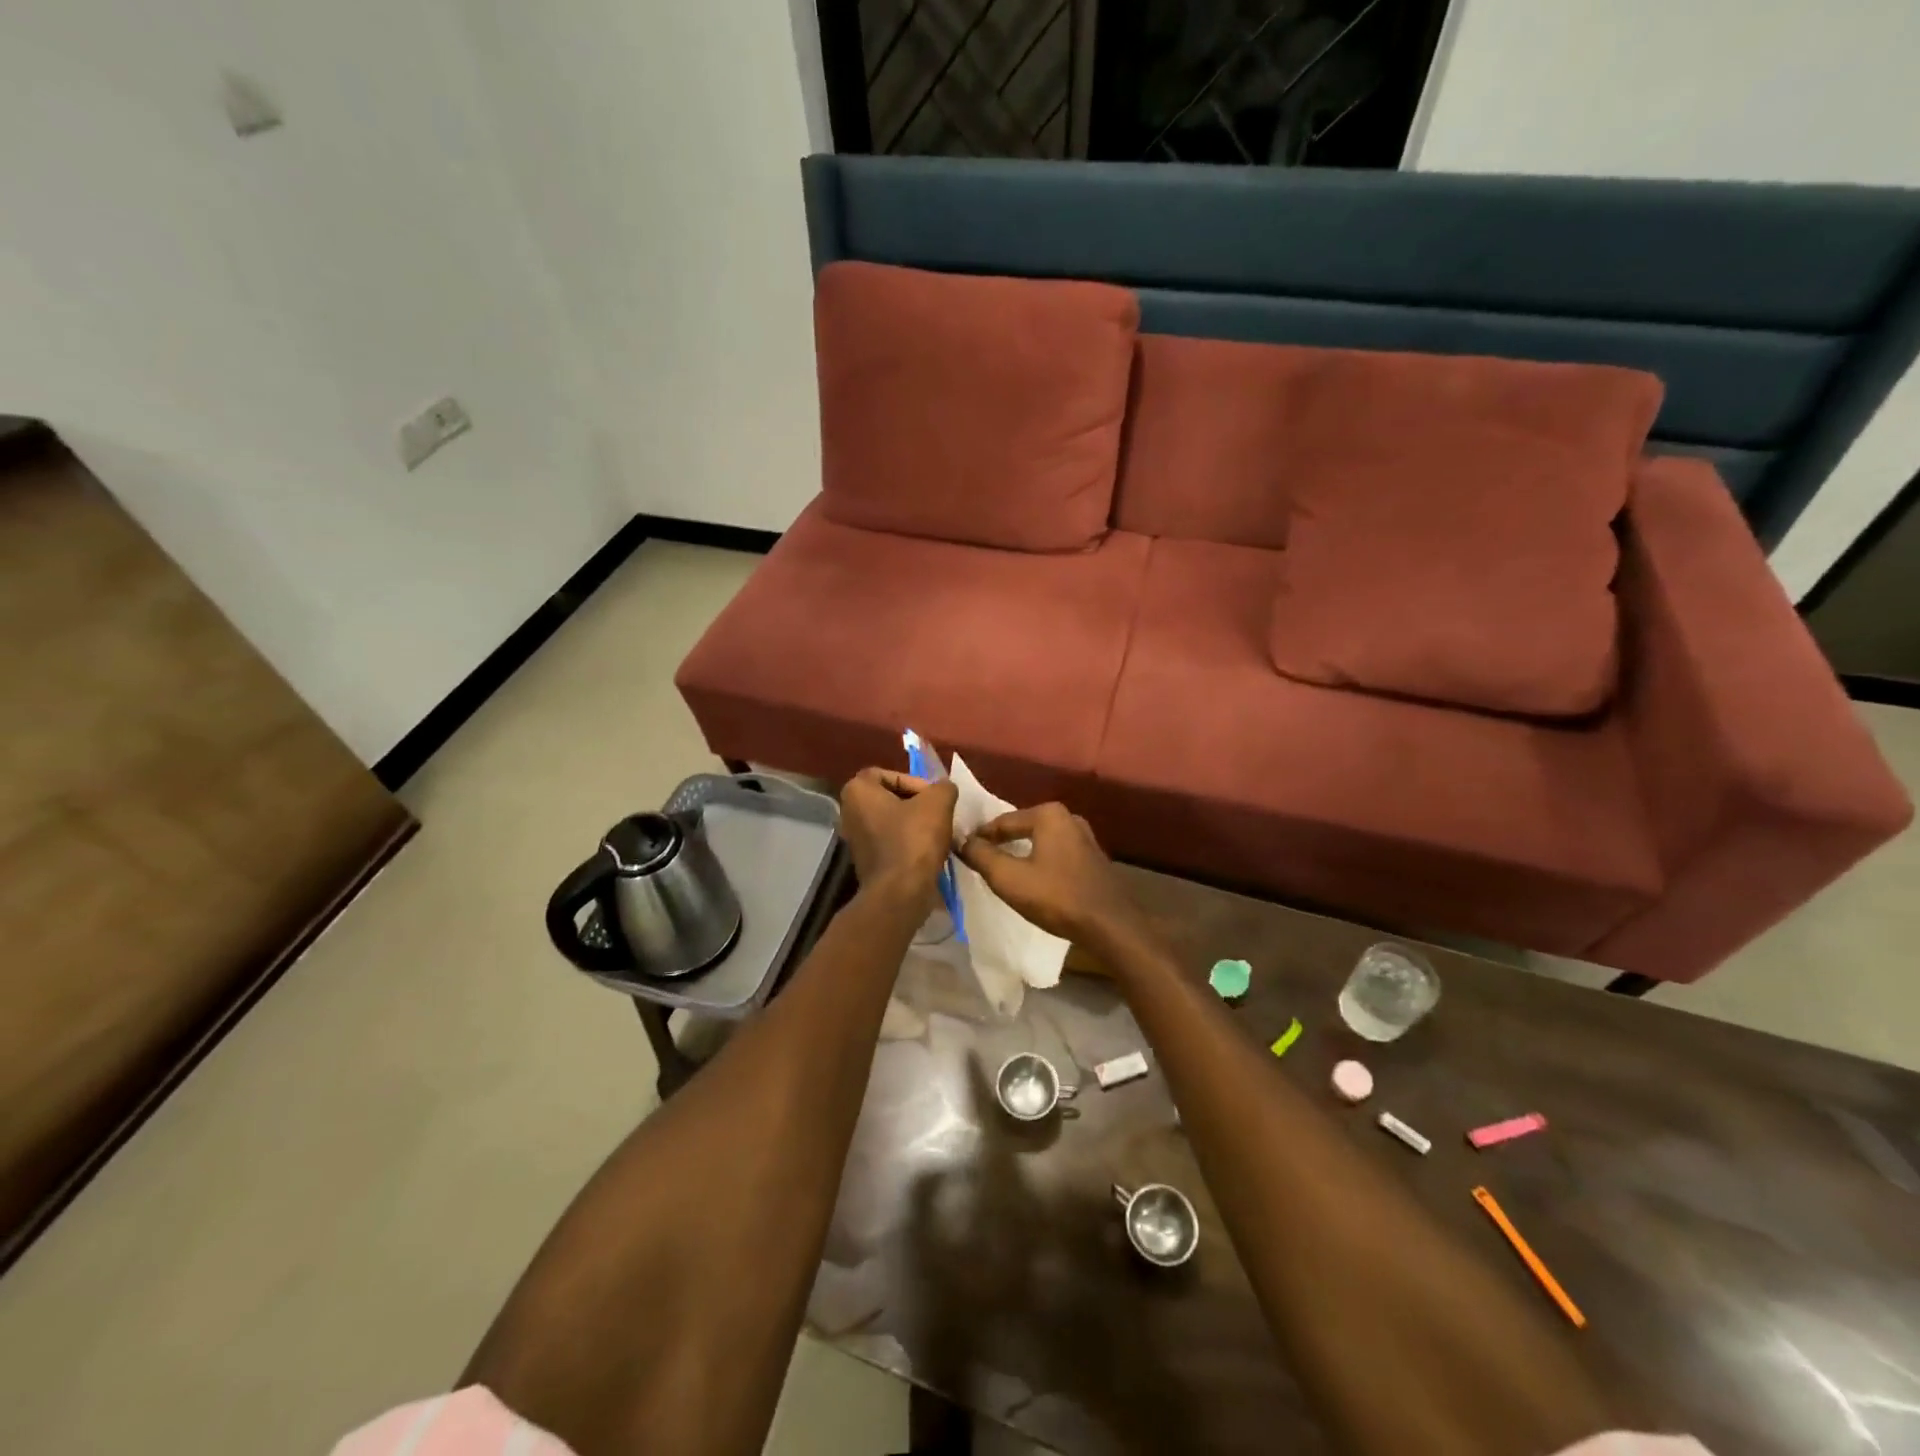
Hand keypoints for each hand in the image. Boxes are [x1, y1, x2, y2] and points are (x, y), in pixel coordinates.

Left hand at [838, 769, 957, 907]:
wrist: (900, 893)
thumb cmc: (914, 840)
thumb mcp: (938, 802)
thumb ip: (943, 787)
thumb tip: (944, 789)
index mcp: (857, 791)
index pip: (890, 774)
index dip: (915, 782)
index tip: (932, 798)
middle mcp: (848, 812)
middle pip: (890, 798)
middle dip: (917, 804)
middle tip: (938, 813)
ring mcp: (855, 840)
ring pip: (892, 821)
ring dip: (915, 825)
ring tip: (938, 833)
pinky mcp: (866, 862)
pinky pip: (891, 842)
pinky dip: (909, 844)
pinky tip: (928, 852)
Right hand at [957, 803, 1142, 950]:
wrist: (1110, 925)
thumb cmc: (1056, 896)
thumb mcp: (1009, 879)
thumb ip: (981, 856)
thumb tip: (962, 841)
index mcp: (1048, 814)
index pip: (1002, 822)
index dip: (979, 837)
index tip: (961, 850)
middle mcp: (1068, 817)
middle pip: (1022, 828)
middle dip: (1001, 843)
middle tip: (979, 860)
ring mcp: (1085, 837)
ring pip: (1040, 842)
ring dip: (1021, 854)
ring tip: (1002, 871)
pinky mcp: (1093, 858)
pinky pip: (1056, 853)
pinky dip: (1040, 862)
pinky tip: (1032, 880)